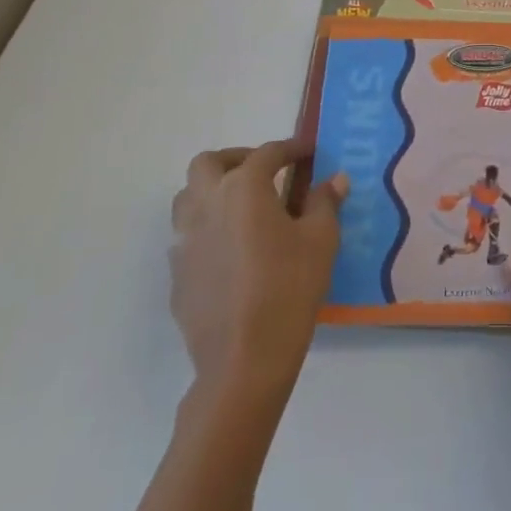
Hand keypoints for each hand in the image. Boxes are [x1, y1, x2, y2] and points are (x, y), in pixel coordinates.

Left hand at [170, 138, 346, 400]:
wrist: (243, 361)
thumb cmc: (288, 289)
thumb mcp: (321, 240)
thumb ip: (325, 202)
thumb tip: (334, 179)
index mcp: (244, 187)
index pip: (268, 153)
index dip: (291, 149)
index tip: (309, 153)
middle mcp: (207, 203)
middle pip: (209, 163)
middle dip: (236, 159)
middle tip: (263, 173)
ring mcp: (185, 239)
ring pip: (188, 197)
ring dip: (213, 191)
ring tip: (242, 208)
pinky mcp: (177, 273)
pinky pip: (187, 236)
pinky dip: (207, 229)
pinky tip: (231, 251)